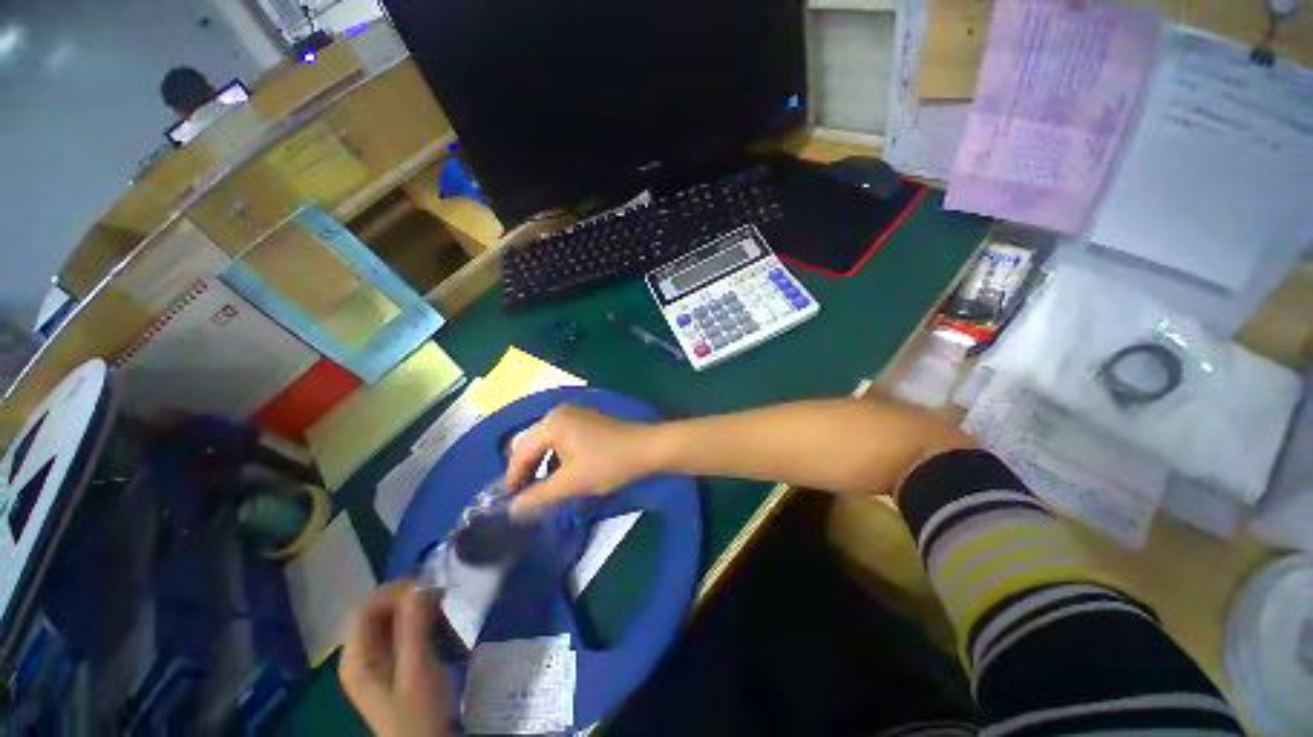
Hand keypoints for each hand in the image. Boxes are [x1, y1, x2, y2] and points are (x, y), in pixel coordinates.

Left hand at [340, 582, 449, 736]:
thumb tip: (420, 583)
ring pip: (390, 620)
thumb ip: (414, 627)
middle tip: (440, 597)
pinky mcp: (390, 665)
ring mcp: (374, 662)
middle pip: (376, 612)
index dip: (394, 593)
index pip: (365, 609)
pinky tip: (438, 625)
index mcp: (356, 659)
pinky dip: (419, 622)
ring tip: (442, 610)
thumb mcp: (418, 670)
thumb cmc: (418, 713)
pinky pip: (400, 632)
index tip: (429, 589)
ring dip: (416, 610)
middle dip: (408, 600)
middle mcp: (359, 656)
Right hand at [506, 405, 657, 517]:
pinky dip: (556, 458)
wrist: (648, 449)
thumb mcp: (571, 483)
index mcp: (551, 423)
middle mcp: (558, 413)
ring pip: (546, 443)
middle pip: (531, 445)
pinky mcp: (587, 421)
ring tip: (542, 490)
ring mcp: (574, 414)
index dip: (513, 480)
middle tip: (524, 499)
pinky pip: (561, 440)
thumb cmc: (608, 463)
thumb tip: (510, 511)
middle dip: (526, 472)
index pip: (520, 453)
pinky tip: (562, 475)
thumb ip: (538, 497)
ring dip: (541, 466)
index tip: (510, 505)